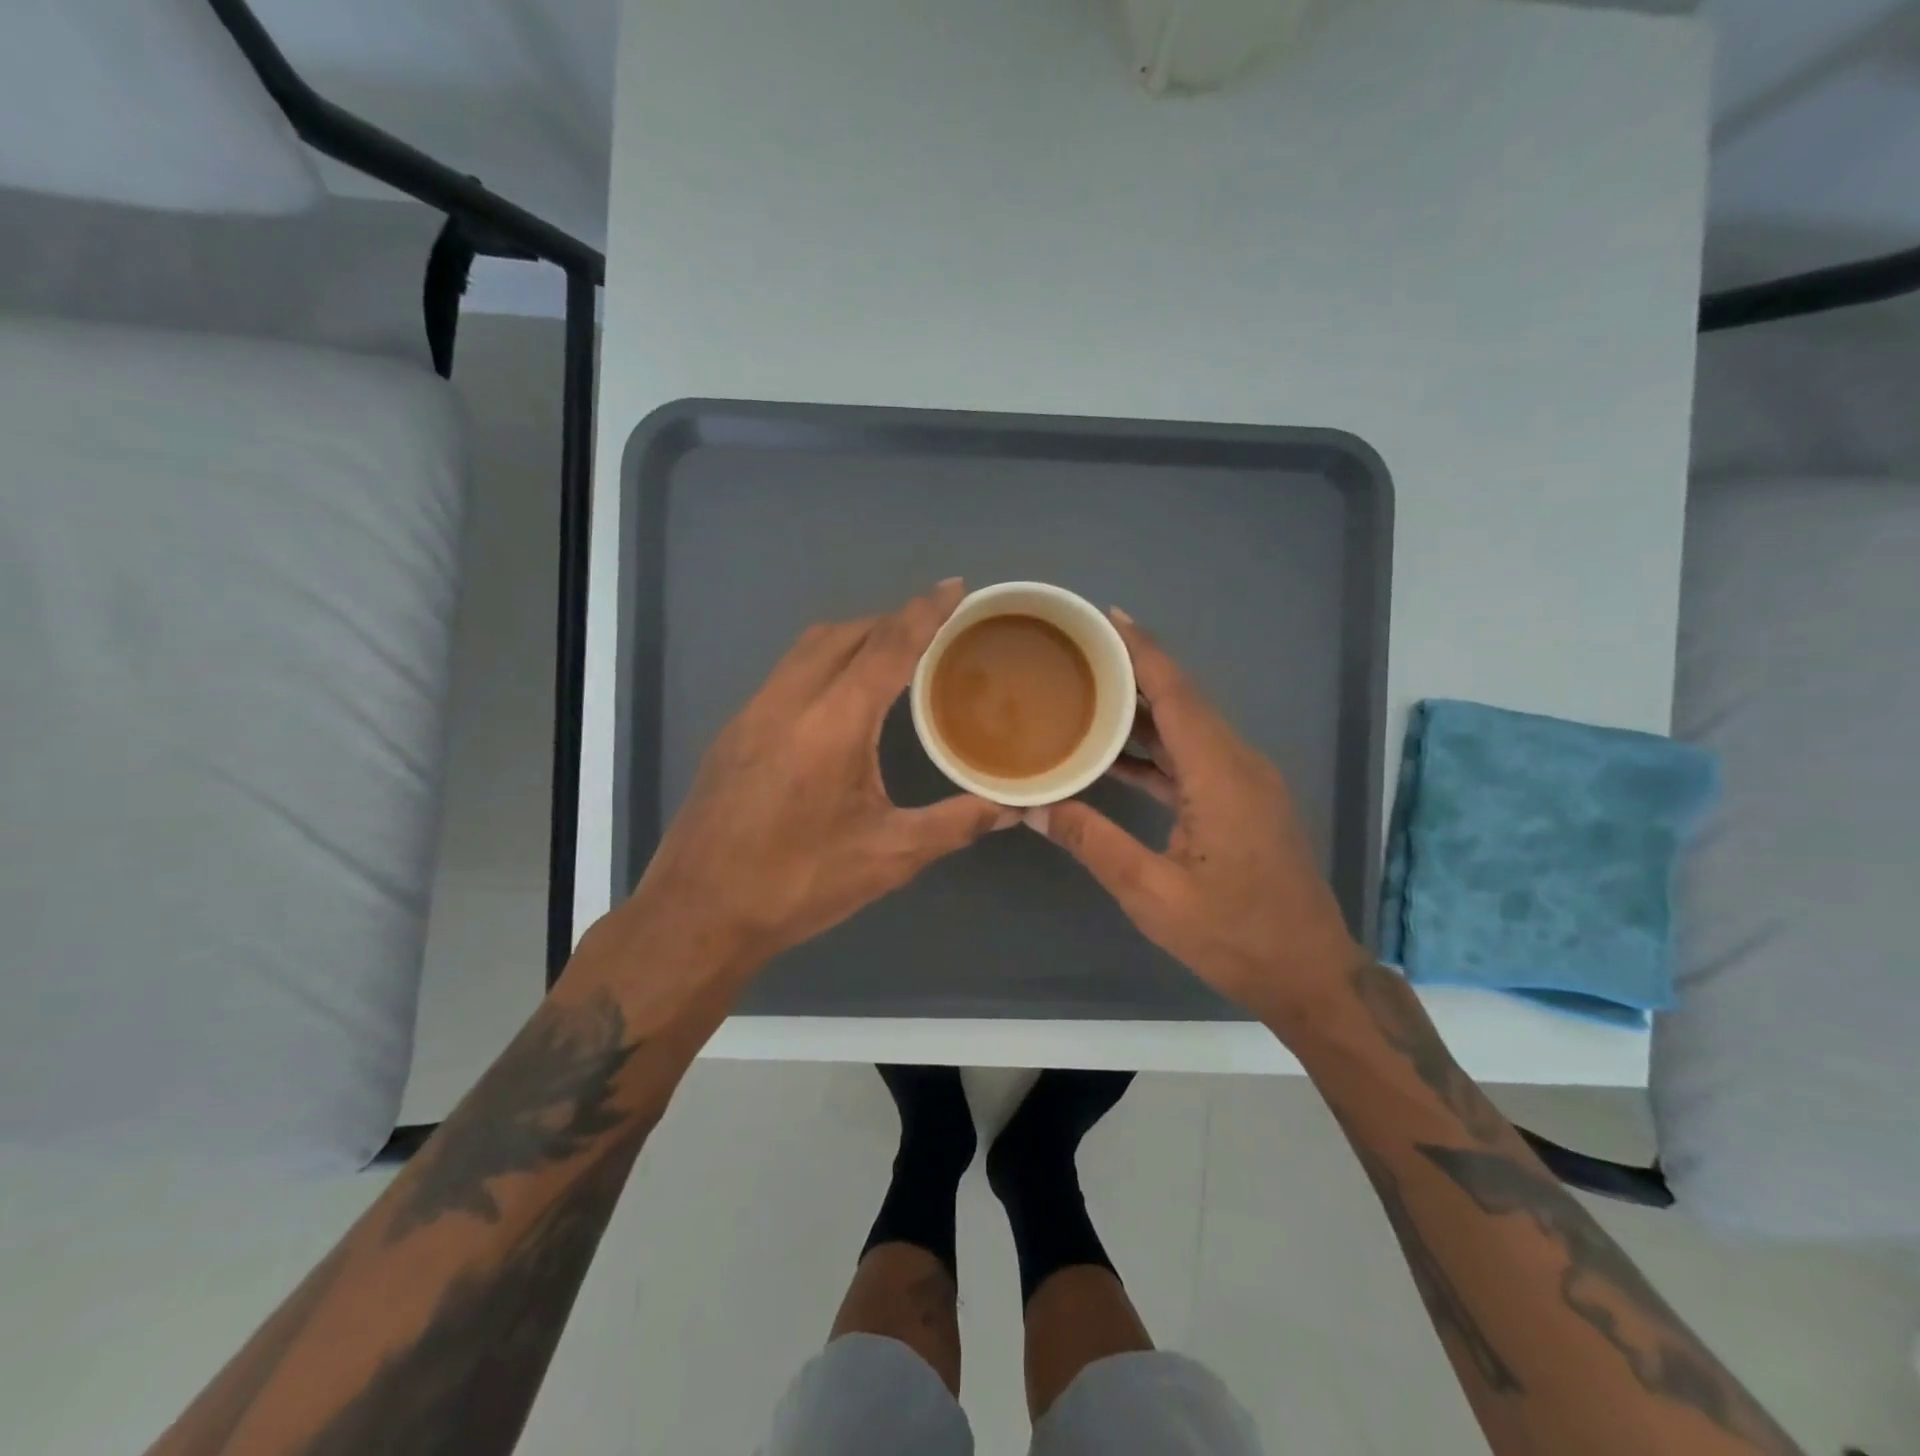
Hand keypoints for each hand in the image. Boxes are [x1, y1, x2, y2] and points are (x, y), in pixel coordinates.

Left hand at [591, 581, 1012, 1016]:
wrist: (697, 914)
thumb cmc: (797, 884)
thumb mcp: (888, 857)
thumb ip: (955, 824)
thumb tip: (1010, 808)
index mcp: (832, 724)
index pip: (887, 647)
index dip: (925, 612)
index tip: (955, 587)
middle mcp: (787, 702)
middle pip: (844, 633)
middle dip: (890, 620)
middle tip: (931, 629)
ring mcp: (751, 714)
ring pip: (807, 648)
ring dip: (852, 638)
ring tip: (890, 655)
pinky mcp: (732, 733)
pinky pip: (785, 673)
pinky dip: (822, 664)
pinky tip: (838, 701)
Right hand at [1026, 610, 1361, 1035]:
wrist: (1309, 974)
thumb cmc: (1234, 937)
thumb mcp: (1152, 895)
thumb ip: (1093, 842)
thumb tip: (1033, 806)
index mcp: (1221, 776)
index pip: (1177, 695)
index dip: (1143, 651)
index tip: (1107, 616)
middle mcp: (1239, 765)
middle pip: (1183, 701)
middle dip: (1134, 670)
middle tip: (1080, 651)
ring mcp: (1246, 783)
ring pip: (1189, 729)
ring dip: (1142, 711)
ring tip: (1087, 693)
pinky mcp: (1244, 802)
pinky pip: (1194, 759)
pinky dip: (1156, 749)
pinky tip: (1115, 756)